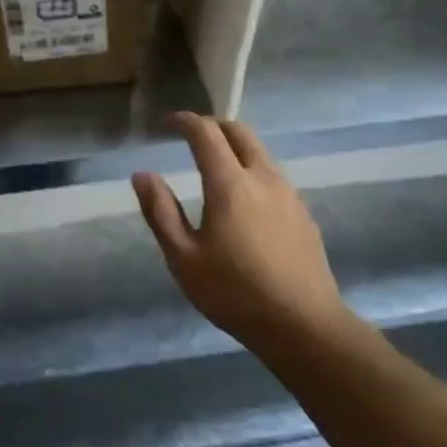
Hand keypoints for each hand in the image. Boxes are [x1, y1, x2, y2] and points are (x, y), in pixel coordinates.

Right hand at [133, 113, 346, 352]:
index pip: (206, 133)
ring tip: (216, 164)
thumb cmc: (235, 293)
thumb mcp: (183, 258)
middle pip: (240, 132)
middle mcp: (263, 177)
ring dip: (235, 146)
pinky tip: (245, 199)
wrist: (304, 325)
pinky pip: (273, 175)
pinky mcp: (303, 213)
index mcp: (230, 183)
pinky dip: (252, 169)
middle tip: (192, 135)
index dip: (185, 121)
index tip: (168, 122)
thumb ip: (161, 211)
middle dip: (213, 126)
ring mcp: (288, 194)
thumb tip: (142, 174)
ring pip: (260, 152)